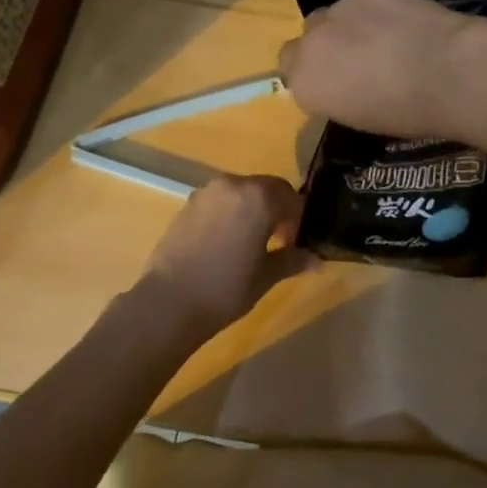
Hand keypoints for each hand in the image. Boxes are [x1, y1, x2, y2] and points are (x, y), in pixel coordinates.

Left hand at [138, 174, 314, 341]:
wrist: (169, 302)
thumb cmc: (226, 288)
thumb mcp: (266, 276)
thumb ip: (292, 260)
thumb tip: (317, 260)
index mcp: (259, 197)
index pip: (291, 198)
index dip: (298, 220)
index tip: (295, 243)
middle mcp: (234, 185)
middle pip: (267, 189)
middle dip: (277, 210)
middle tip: (277, 241)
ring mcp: (207, 192)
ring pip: (242, 192)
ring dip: (252, 209)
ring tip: (249, 242)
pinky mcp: (188, 204)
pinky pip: (220, 201)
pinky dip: (230, 213)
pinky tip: (225, 243)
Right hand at [277, 0, 486, 138]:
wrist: (448, 72)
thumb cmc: (409, 113)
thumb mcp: (361, 119)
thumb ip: (338, 95)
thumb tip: (344, 84)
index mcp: (305, 84)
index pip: (290, 72)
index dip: (313, 73)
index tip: (336, 82)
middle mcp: (311, 44)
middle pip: (305, 38)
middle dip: (325, 46)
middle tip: (358, 59)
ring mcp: (338, 10)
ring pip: (334, 14)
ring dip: (350, 25)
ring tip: (387, 37)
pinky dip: (377, 8)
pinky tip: (404, 20)